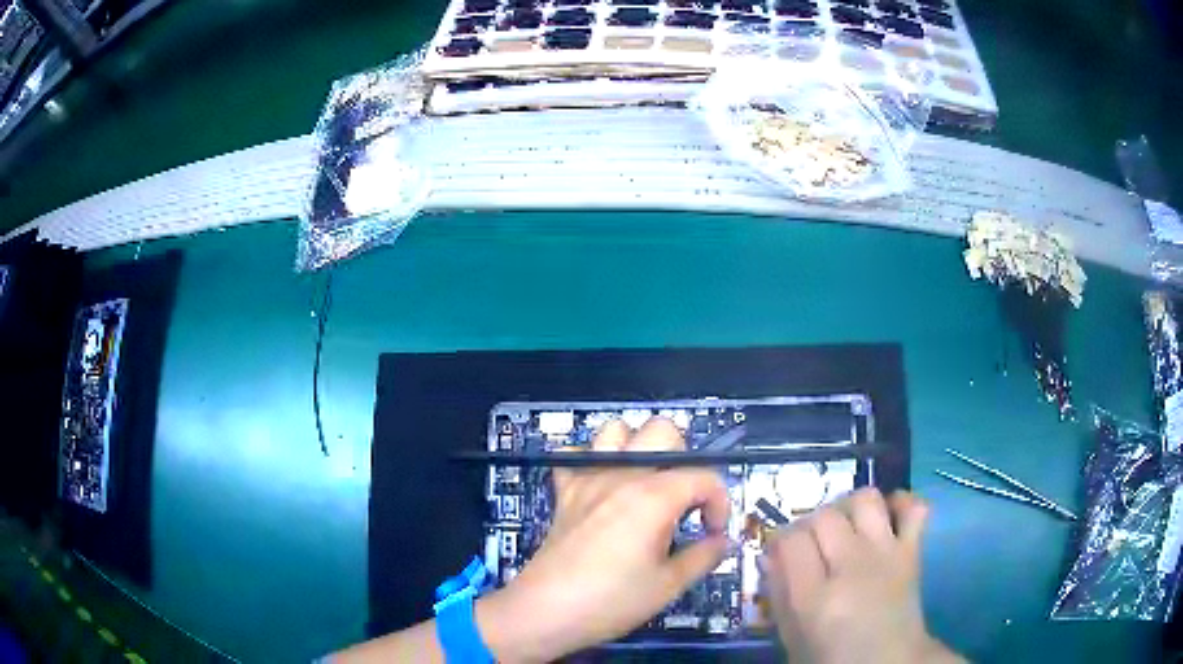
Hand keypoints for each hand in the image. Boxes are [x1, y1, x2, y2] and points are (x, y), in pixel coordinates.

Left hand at [477, 418, 730, 662]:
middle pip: (664, 431)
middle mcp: (622, 474)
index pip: (705, 476)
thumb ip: (704, 556)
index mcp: (654, 496)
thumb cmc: (611, 601)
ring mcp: (588, 477)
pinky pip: (573, 454)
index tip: (713, 533)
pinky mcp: (564, 490)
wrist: (546, 611)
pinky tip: (600, 487)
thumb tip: (722, 540)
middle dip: (685, 461)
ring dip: (637, 448)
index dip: (720, 503)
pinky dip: (590, 461)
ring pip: (616, 430)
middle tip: (683, 503)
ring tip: (645, 486)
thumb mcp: (669, 585)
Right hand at [765, 488, 961, 663]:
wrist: (888, 663)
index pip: (791, 540)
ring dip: (849, 507)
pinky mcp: (913, 550)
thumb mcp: (791, 636)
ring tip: (845, 527)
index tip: (781, 551)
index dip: (780, 540)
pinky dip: (900, 503)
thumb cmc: (832, 657)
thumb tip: (772, 555)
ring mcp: (886, 554)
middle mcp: (852, 568)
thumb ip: (779, 595)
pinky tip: (885, 519)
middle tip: (811, 544)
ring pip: (865, 500)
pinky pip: (913, 507)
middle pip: (824, 516)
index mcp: (816, 599)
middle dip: (810, 524)